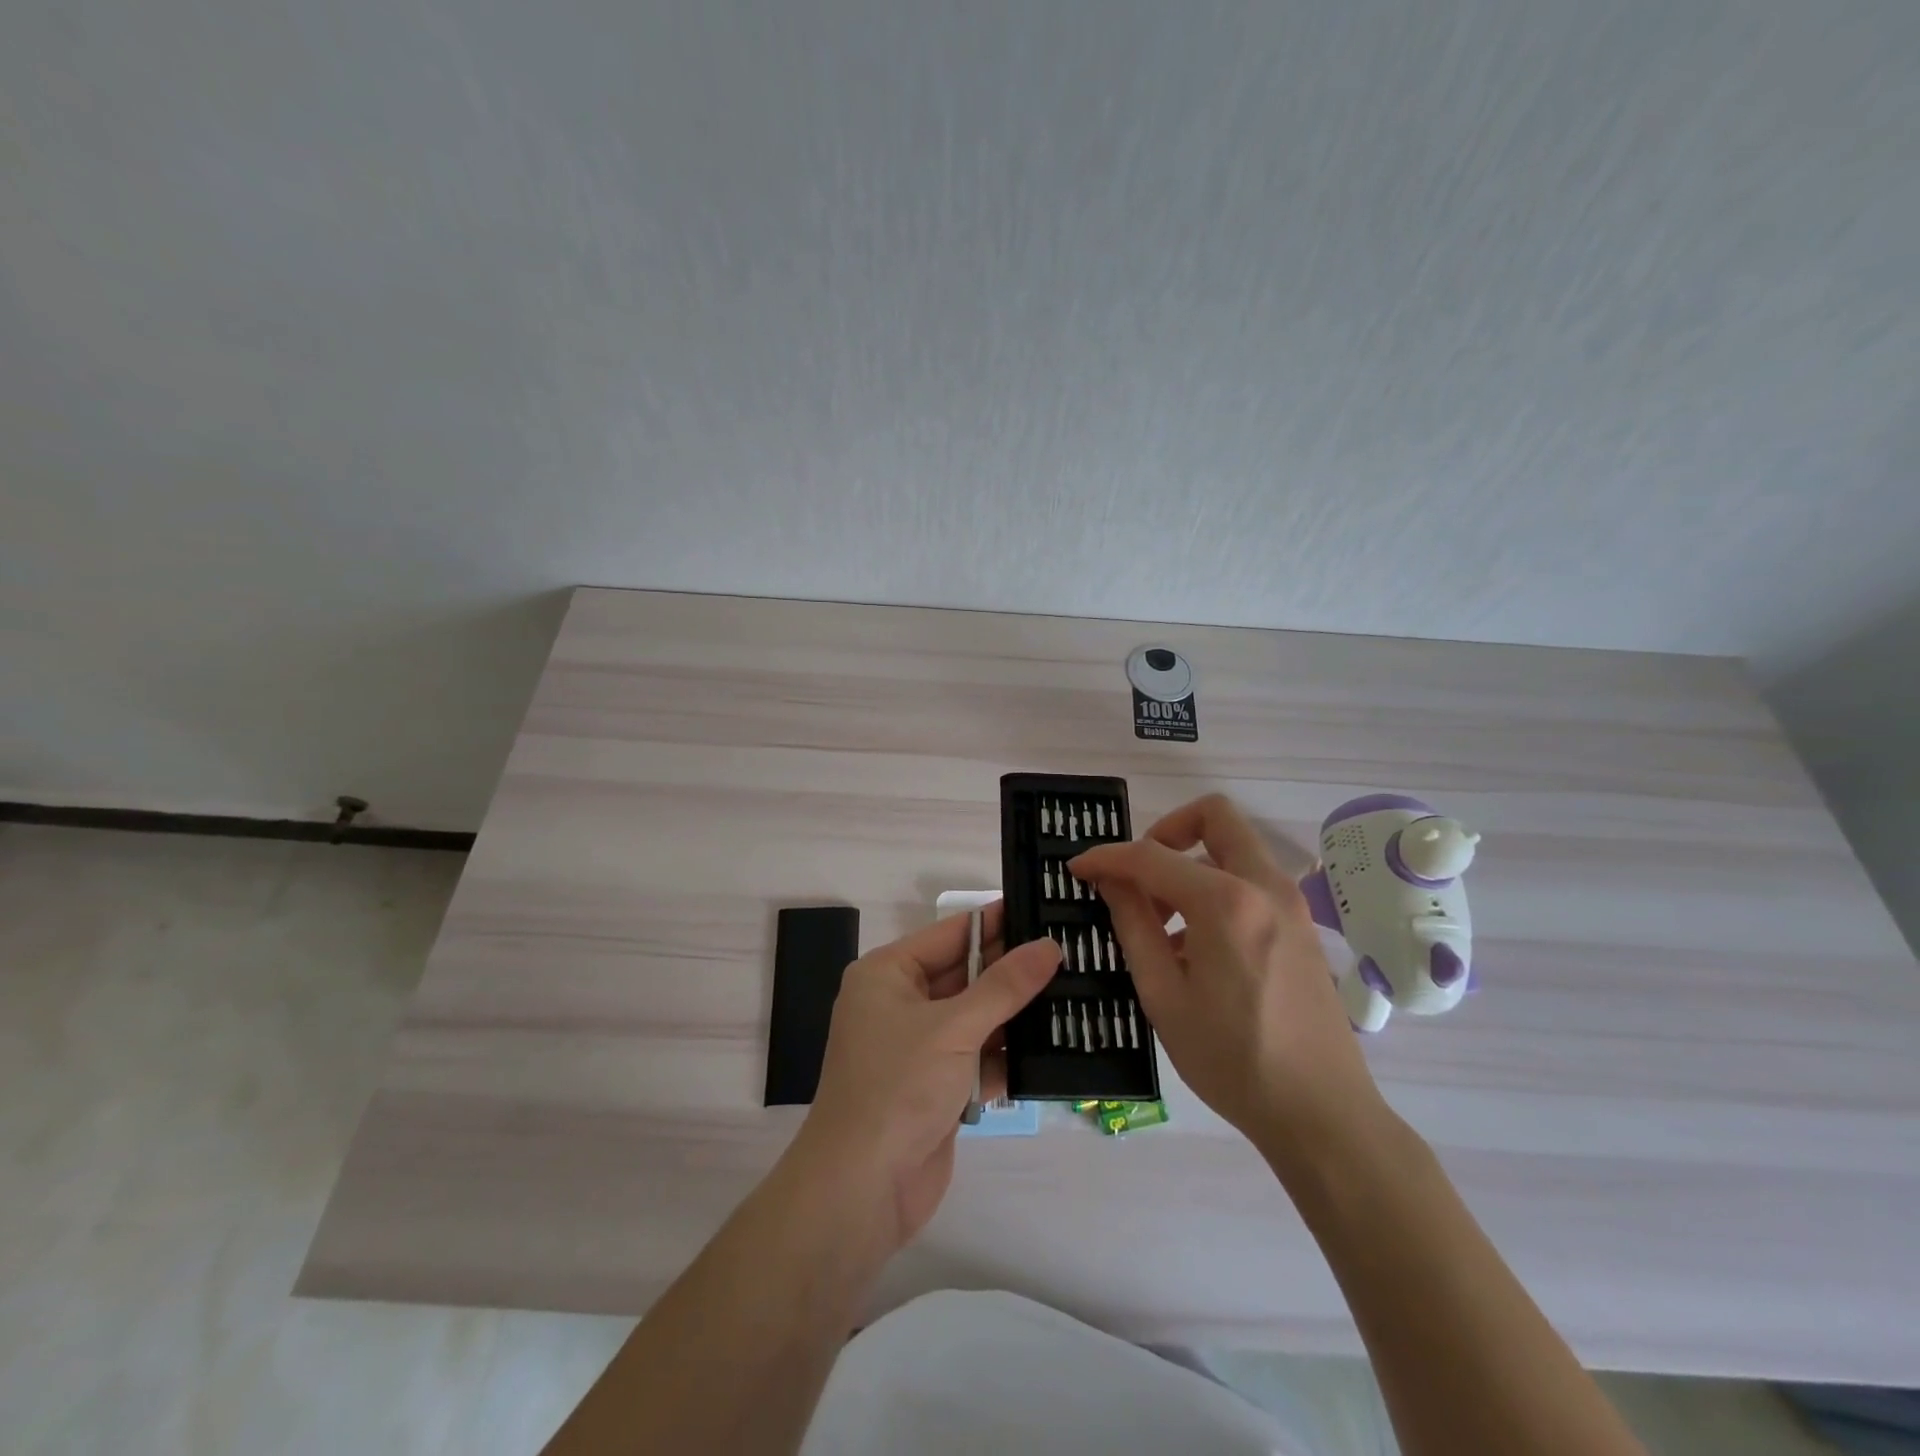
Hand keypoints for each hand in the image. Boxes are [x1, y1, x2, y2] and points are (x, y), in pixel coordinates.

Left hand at [792, 905, 1059, 1251]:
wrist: (861, 1191)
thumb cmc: (898, 1088)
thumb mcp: (953, 1028)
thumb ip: (1004, 986)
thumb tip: (1048, 946)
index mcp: (888, 974)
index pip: (952, 933)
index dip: (998, 922)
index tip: (1045, 908)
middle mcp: (900, 1003)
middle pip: (967, 974)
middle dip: (1014, 969)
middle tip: (1072, 952)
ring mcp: (919, 1047)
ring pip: (977, 1017)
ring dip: (1018, 1014)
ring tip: (1077, 993)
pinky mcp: (937, 1086)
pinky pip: (979, 1057)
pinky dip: (1009, 1056)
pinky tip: (1056, 1047)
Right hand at [1071, 794, 1385, 1164]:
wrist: (1322, 1114)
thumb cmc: (1231, 1060)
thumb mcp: (1164, 995)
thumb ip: (1133, 925)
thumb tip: (1110, 880)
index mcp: (1226, 903)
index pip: (1151, 855)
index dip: (1106, 857)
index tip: (1078, 869)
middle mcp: (1264, 886)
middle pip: (1214, 815)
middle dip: (1166, 830)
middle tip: (1139, 873)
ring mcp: (1290, 903)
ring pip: (1234, 845)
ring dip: (1191, 862)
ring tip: (1161, 922)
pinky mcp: (1301, 924)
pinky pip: (1251, 879)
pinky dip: (1216, 887)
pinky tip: (1195, 944)